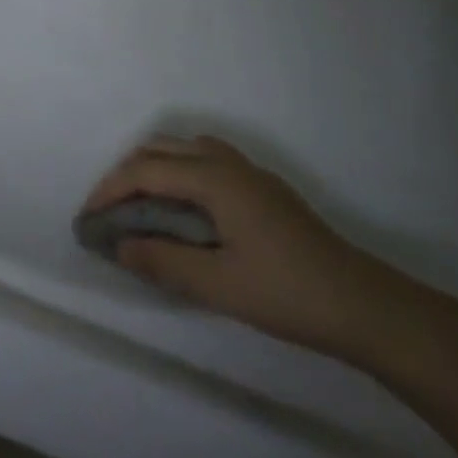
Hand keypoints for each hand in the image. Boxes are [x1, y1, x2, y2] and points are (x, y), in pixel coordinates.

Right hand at [84, 136, 423, 362]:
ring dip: (154, 167)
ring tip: (140, 205)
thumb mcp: (218, 285)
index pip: (145, 170)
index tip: (88, 218)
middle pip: (161, 149)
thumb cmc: (289, 294)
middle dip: (127, 173)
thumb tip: (119, 245)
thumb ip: (162, 261)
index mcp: (214, 178)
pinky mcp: (264, 190)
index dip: (110, 190)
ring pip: (185, 149)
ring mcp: (250, 173)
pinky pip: (206, 160)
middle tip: (109, 210)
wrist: (369, 309)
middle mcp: (228, 163)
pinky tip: (184, 208)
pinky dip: (179, 171)